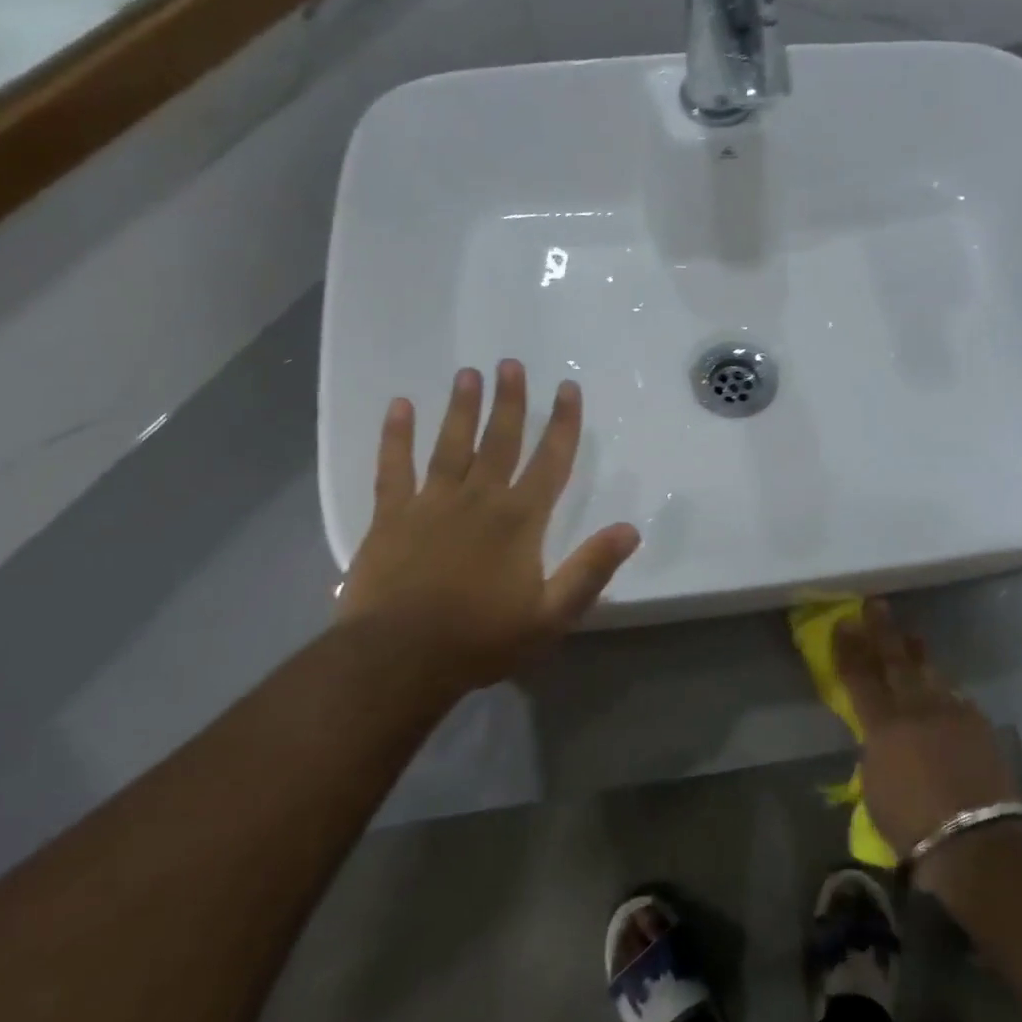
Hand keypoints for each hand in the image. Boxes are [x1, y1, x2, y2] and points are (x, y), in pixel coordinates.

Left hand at [337, 361, 639, 707]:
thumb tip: (630, 529)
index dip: (563, 423)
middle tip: (510, 364)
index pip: (550, 461)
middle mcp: (479, 499)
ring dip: (461, 408)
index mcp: (520, 520)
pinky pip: (393, 467)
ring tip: (468, 373)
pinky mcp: (391, 517)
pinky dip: (396, 436)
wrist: (399, 658)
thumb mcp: (552, 614)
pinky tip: (399, 406)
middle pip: (499, 440)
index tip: (568, 388)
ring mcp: (431, 503)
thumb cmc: (482, 638)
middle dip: (509, 401)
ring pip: (450, 444)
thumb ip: (591, 569)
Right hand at [834, 599, 1021, 866]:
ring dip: (917, 652)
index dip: (849, 648)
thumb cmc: (911, 825)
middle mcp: (916, 708)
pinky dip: (943, 688)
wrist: (975, 841)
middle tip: (876, 605)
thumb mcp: (874, 787)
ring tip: (911, 636)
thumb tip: (880, 737)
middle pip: (896, 661)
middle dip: (883, 632)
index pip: (859, 676)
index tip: (843, 623)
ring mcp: (951, 712)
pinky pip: (955, 696)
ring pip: (929, 672)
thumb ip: (875, 752)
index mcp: (883, 725)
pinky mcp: (978, 725)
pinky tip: (941, 685)